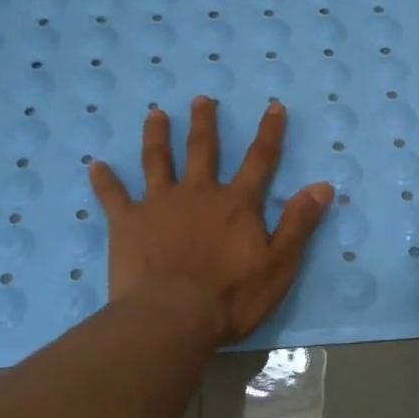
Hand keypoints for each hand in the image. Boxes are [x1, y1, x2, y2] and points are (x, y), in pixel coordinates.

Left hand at [90, 97, 333, 344]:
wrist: (172, 317)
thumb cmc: (231, 297)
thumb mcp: (278, 264)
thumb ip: (299, 223)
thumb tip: (323, 185)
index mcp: (236, 204)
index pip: (260, 160)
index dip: (269, 132)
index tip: (273, 106)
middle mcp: (198, 193)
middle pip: (203, 150)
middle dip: (204, 123)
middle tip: (201, 100)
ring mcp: (160, 205)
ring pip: (158, 161)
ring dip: (157, 136)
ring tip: (155, 114)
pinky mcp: (128, 223)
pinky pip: (113, 196)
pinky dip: (105, 180)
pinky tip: (95, 165)